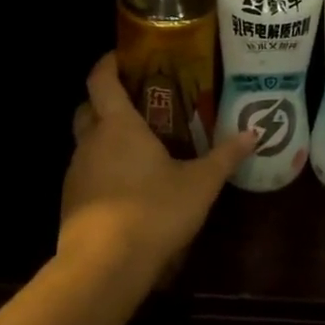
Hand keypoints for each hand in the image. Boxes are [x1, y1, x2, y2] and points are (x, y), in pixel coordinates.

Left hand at [60, 52, 256, 289]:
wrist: (103, 267)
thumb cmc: (153, 211)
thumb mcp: (200, 183)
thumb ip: (225, 156)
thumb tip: (254, 133)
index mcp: (118, 125)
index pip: (101, 80)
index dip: (108, 63)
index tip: (123, 56)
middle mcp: (91, 142)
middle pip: (87, 108)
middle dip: (105, 101)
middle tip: (136, 102)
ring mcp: (76, 173)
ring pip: (85, 142)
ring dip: (104, 138)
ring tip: (137, 146)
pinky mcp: (71, 203)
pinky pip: (86, 172)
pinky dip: (102, 169)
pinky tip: (127, 186)